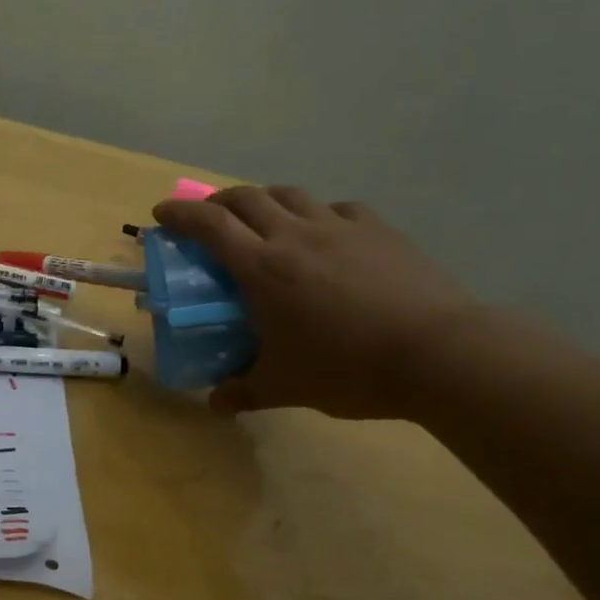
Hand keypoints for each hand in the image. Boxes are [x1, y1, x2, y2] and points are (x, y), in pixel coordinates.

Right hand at [152, 186, 481, 418]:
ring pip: (289, 195)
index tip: (161, 216)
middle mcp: (294, 235)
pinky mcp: (377, 229)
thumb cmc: (348, 368)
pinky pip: (336, 208)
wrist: (438, 353)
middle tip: (209, 219)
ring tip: (262, 220)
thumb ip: (243, 391)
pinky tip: (325, 234)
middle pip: (245, 198)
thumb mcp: (286, 386)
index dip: (179, 214)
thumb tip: (215, 404)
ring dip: (264, 200)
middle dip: (217, 201)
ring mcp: (338, 226)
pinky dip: (317, 214)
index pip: (208, 224)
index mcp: (262, 267)